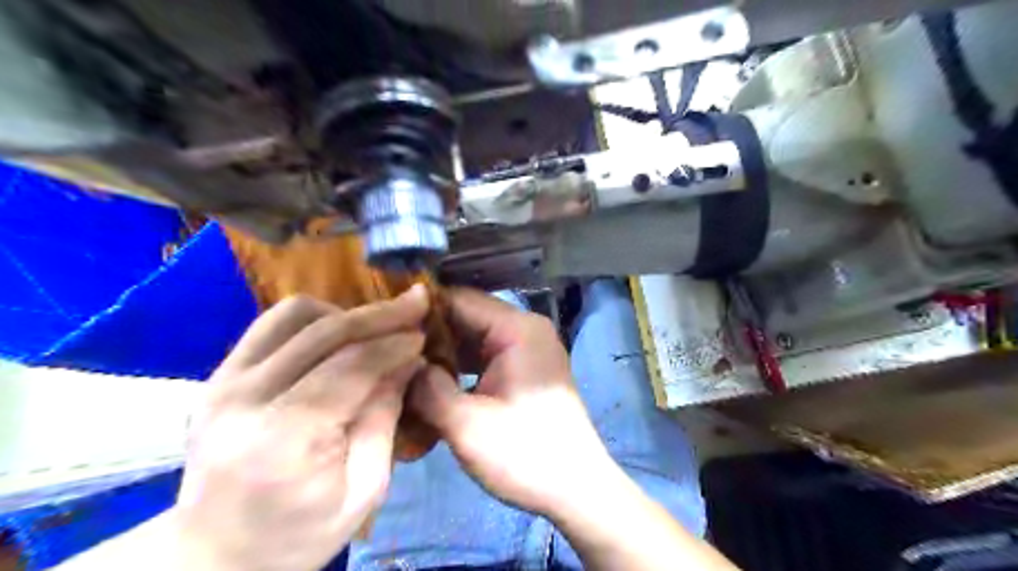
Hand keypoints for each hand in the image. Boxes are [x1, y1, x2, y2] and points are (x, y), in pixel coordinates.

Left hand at [174, 288, 429, 569]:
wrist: (214, 554)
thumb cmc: (299, 533)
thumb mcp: (364, 489)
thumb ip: (385, 419)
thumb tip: (407, 362)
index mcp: (284, 439)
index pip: (350, 366)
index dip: (393, 343)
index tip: (424, 333)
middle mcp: (244, 399)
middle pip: (324, 332)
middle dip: (379, 314)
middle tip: (415, 304)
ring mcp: (222, 382)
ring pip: (295, 315)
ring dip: (345, 312)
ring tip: (376, 327)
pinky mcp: (216, 375)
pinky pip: (271, 324)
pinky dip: (314, 319)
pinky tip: (338, 335)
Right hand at [408, 290, 615, 517]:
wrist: (577, 490)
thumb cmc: (525, 455)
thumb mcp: (466, 424)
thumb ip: (427, 387)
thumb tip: (403, 364)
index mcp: (517, 329)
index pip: (459, 300)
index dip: (420, 311)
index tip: (384, 328)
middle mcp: (525, 330)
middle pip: (466, 318)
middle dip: (428, 336)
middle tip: (388, 353)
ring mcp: (527, 350)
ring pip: (473, 340)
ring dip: (442, 355)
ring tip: (403, 370)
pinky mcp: (525, 372)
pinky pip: (485, 358)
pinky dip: (460, 369)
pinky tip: (432, 386)